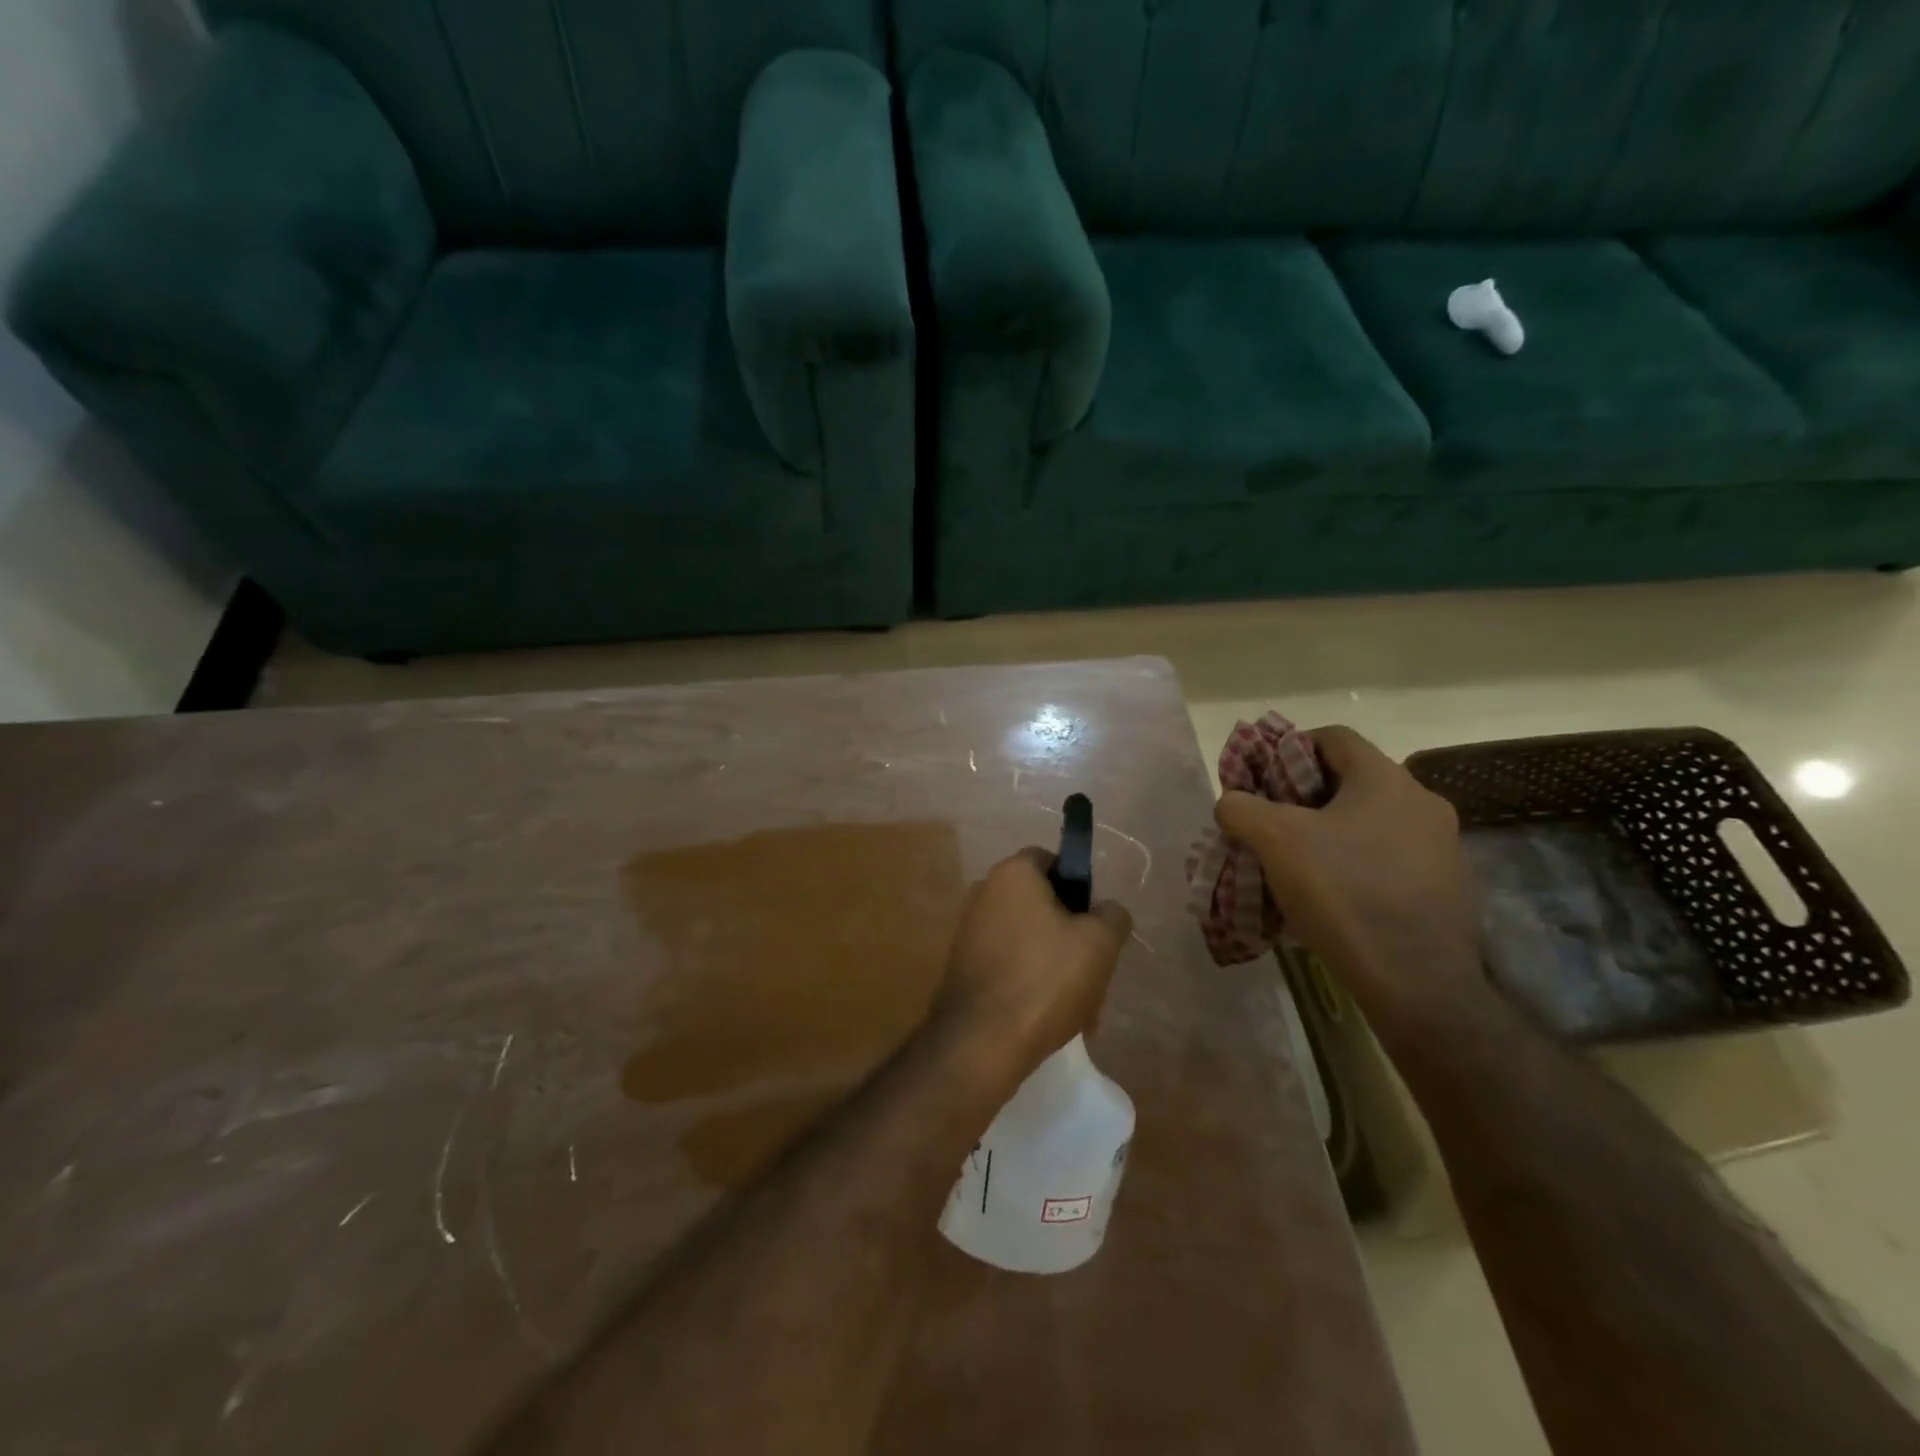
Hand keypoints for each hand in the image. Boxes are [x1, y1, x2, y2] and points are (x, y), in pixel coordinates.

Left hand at [930, 848, 1131, 1086]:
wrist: (981, 1042)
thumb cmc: (1045, 979)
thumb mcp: (1099, 943)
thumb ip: (1112, 915)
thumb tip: (1106, 910)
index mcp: (1012, 873)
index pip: (1052, 860)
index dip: (1080, 887)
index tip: (1096, 923)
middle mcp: (984, 892)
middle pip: (1042, 903)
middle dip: (1071, 935)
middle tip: (1094, 971)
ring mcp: (969, 930)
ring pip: (1029, 938)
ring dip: (1056, 965)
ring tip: (1080, 1008)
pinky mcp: (963, 965)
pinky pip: (1009, 963)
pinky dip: (1031, 982)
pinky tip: (1050, 1017)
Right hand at [1214, 726, 1482, 1008]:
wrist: (1417, 982)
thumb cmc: (1344, 892)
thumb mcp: (1275, 841)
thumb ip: (1241, 808)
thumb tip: (1231, 802)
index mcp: (1386, 779)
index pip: (1333, 737)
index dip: (1289, 747)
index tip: (1262, 779)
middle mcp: (1422, 803)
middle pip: (1351, 781)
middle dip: (1304, 797)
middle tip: (1270, 824)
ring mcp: (1442, 847)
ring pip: (1371, 822)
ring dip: (1330, 833)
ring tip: (1295, 864)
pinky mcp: (1446, 887)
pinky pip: (1389, 858)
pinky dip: (1356, 864)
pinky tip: (1332, 896)